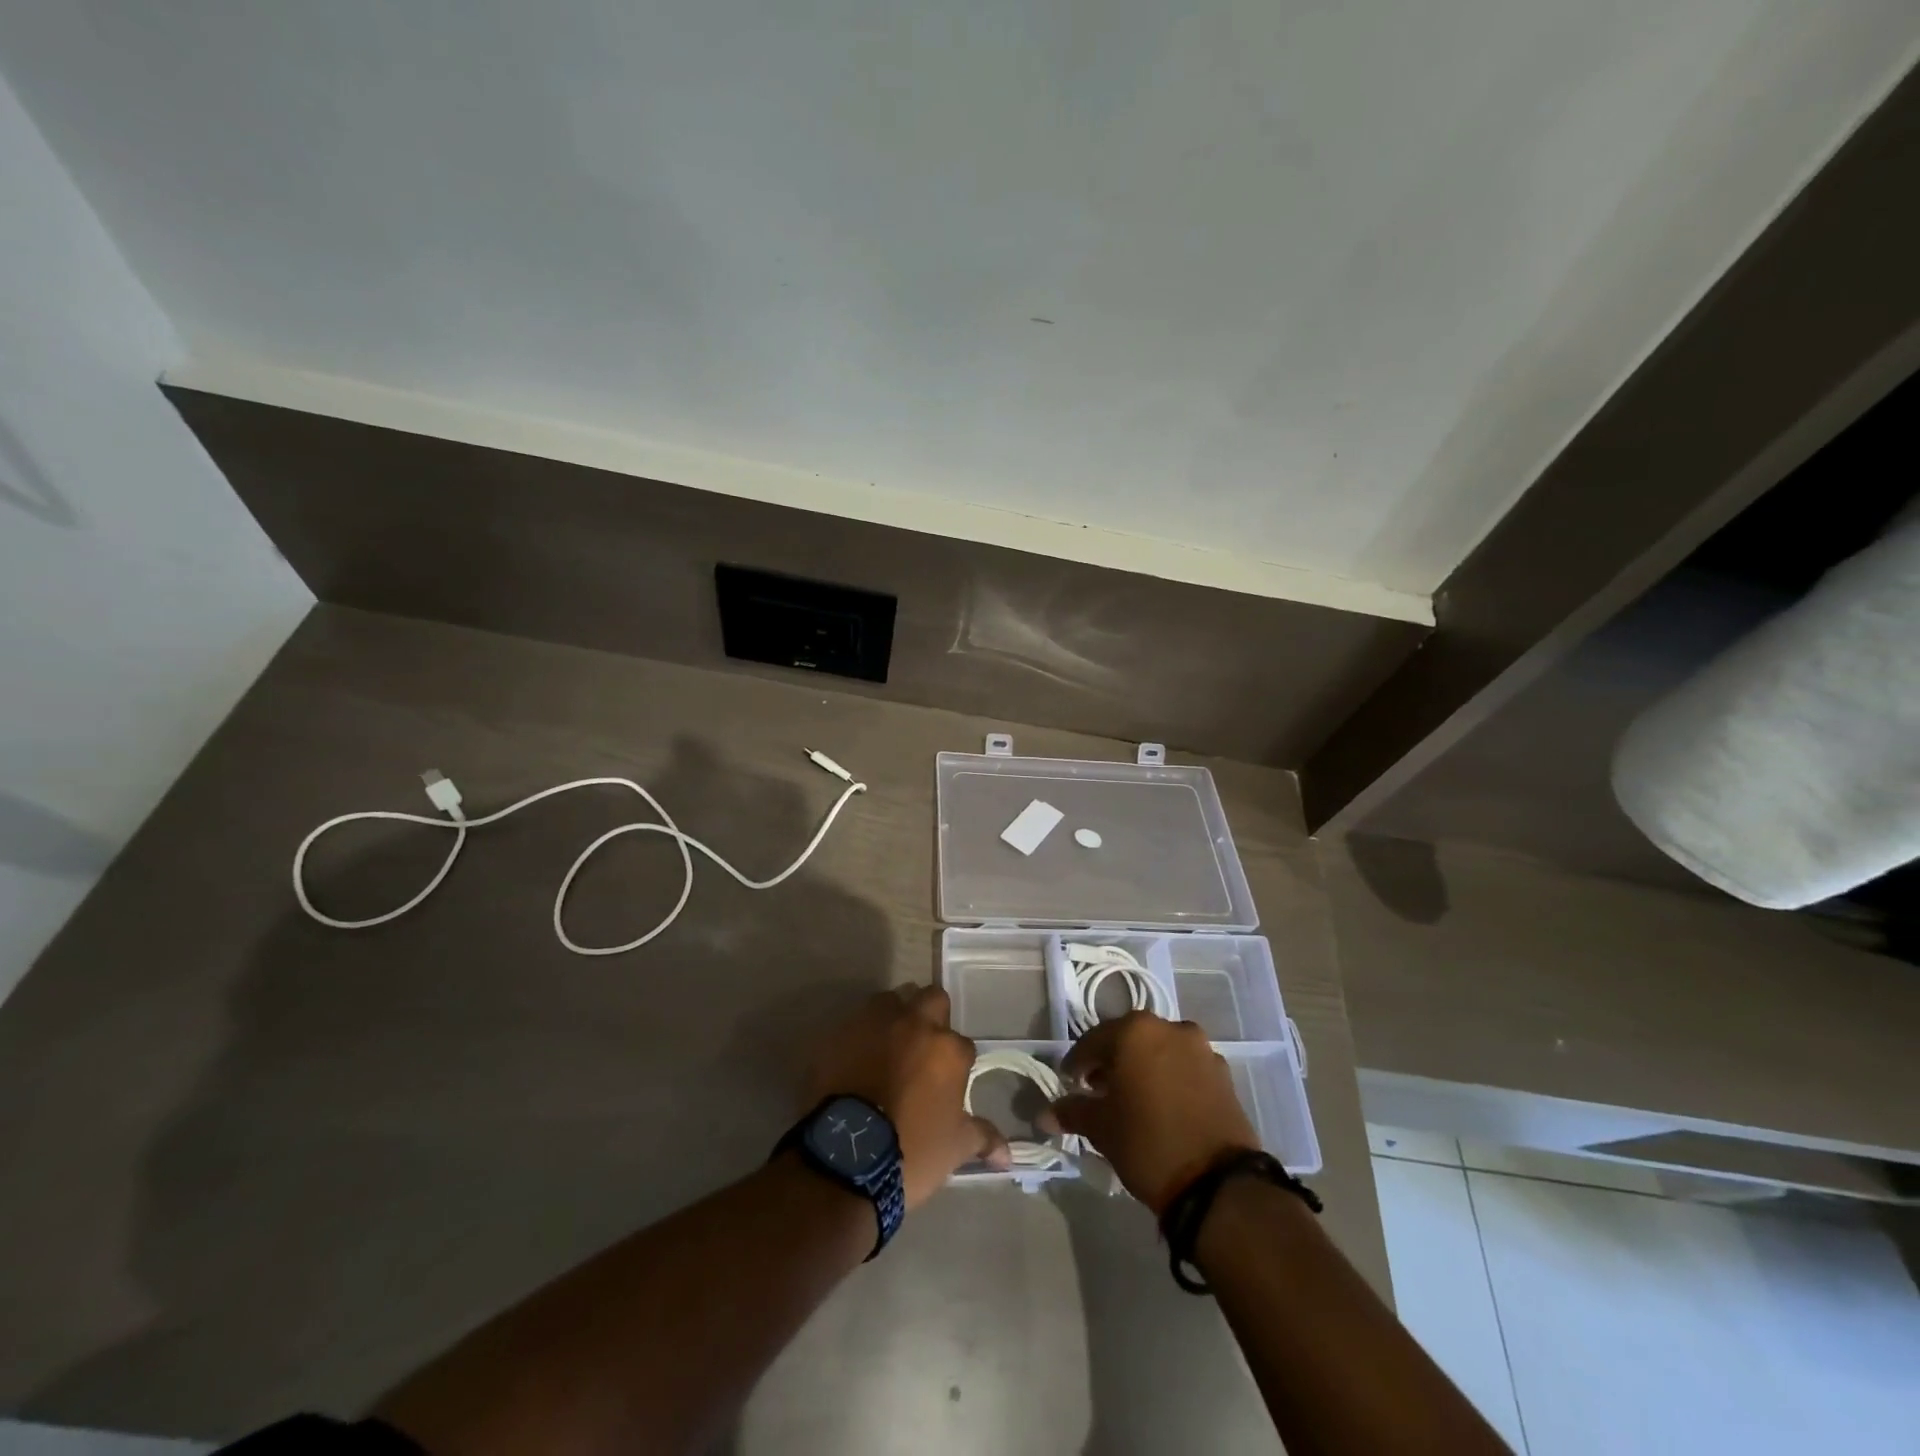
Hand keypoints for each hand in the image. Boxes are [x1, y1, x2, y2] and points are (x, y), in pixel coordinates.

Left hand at [804, 984, 1010, 1207]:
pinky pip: (857, 1021)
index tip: (947, 1081)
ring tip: (889, 1046)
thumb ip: (983, 1138)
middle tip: (923, 1048)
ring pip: (892, 1000)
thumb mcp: (954, 1149)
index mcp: (948, 1049)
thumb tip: (1007, 1155)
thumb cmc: (910, 1151)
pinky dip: (862, 1034)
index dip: (956, 1061)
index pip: (963, 1044)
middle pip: (931, 999)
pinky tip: (857, 1057)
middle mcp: (915, 1023)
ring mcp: (875, 1022)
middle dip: (931, 1016)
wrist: (846, 1157)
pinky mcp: (842, 1031)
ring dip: (895, 1016)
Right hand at [1048, 1012, 1259, 1213]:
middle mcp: (1169, 1028)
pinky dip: (1170, 1079)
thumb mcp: (1101, 1129)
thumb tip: (1044, 1113)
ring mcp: (1201, 1049)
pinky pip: (1186, 1068)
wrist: (1218, 1184)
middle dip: (1112, 1062)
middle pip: (1129, 1040)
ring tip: (1133, 1100)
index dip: (1077, 1064)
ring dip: (1143, 1068)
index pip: (1093, 1041)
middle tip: (1098, 1090)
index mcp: (1135, 1031)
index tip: (1069, 1083)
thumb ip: (1072, 1112)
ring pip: (1160, 1051)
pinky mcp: (1224, 1075)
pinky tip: (1163, 1107)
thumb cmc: (1148, 1143)